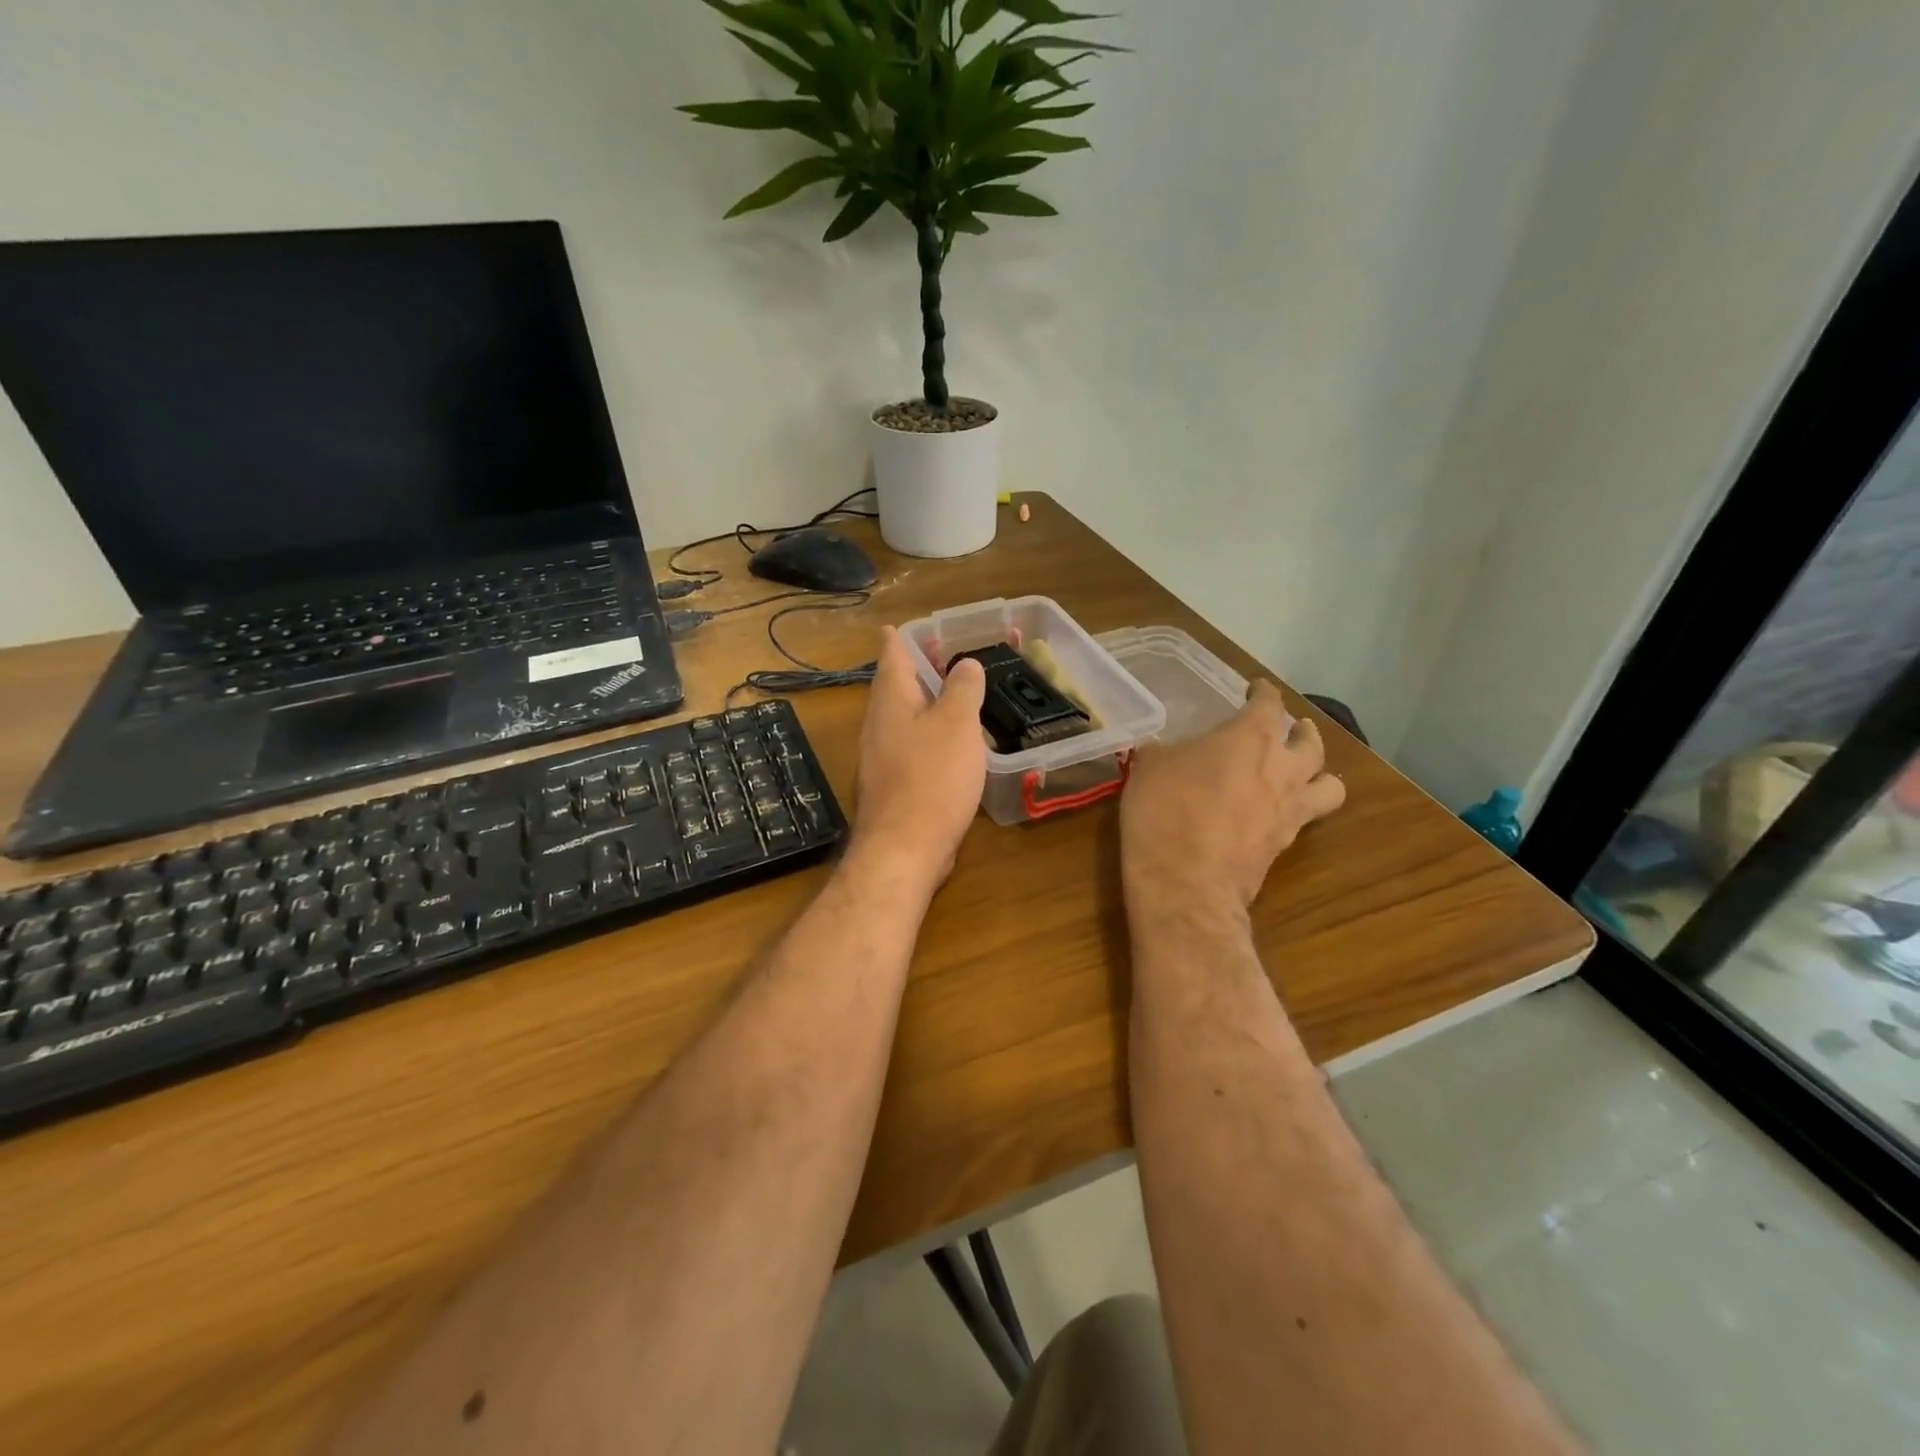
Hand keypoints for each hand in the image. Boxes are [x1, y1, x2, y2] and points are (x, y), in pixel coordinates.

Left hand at [847, 625, 986, 894]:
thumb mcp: (957, 724)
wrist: (904, 847)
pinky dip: (926, 734)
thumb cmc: (932, 776)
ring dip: (922, 703)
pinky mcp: (891, 785)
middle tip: (938, 655)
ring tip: (949, 695)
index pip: (891, 656)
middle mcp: (878, 724)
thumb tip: (965, 663)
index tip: (898, 625)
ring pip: (900, 718)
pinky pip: (908, 747)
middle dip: (913, 669)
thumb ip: (963, 688)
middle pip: (893, 686)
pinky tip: (946, 744)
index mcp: (891, 700)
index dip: (898, 638)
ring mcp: (880, 757)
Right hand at [1121, 680, 1345, 918]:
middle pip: (1312, 742)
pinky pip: (1304, 820)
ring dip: (1320, 774)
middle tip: (1292, 729)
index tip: (1256, 688)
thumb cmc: (1166, 811)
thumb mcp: (1149, 768)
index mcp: (1249, 739)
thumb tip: (1163, 751)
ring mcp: (1289, 811)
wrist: (1185, 883)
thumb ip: (1164, 752)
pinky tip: (1277, 813)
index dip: (1263, 692)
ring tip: (1305, 773)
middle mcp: (1281, 769)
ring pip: (1330, 785)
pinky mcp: (1284, 846)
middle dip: (1302, 732)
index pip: (1268, 704)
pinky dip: (1296, 811)